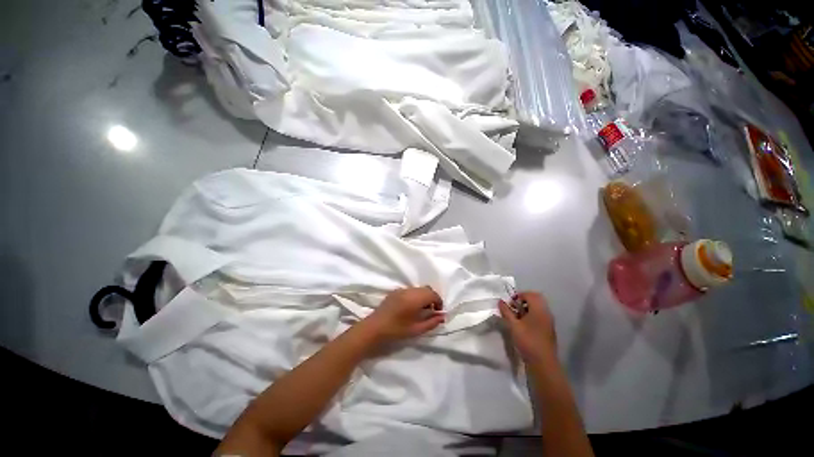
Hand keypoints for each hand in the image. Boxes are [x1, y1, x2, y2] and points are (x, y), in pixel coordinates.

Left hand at [364, 287, 444, 341]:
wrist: (374, 328)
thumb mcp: (417, 329)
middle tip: (431, 312)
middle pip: (426, 289)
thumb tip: (442, 316)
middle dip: (432, 298)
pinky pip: (410, 290)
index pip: (433, 294)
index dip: (439, 302)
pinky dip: (415, 296)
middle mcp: (409, 290)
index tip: (438, 313)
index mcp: (415, 298)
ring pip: (418, 289)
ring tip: (421, 310)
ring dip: (423, 296)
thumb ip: (432, 322)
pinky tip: (410, 307)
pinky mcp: (395, 291)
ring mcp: (401, 289)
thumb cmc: (396, 330)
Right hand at [499, 291, 557, 363]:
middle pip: (536, 299)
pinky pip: (540, 315)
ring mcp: (548, 321)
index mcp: (539, 309)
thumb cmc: (527, 341)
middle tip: (513, 307)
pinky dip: (531, 315)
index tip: (510, 303)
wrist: (543, 363)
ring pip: (538, 308)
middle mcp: (546, 313)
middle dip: (523, 300)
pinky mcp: (548, 329)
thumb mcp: (513, 325)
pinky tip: (523, 325)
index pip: (530, 294)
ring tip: (516, 316)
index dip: (519, 295)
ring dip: (527, 308)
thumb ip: (506, 312)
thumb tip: (500, 301)